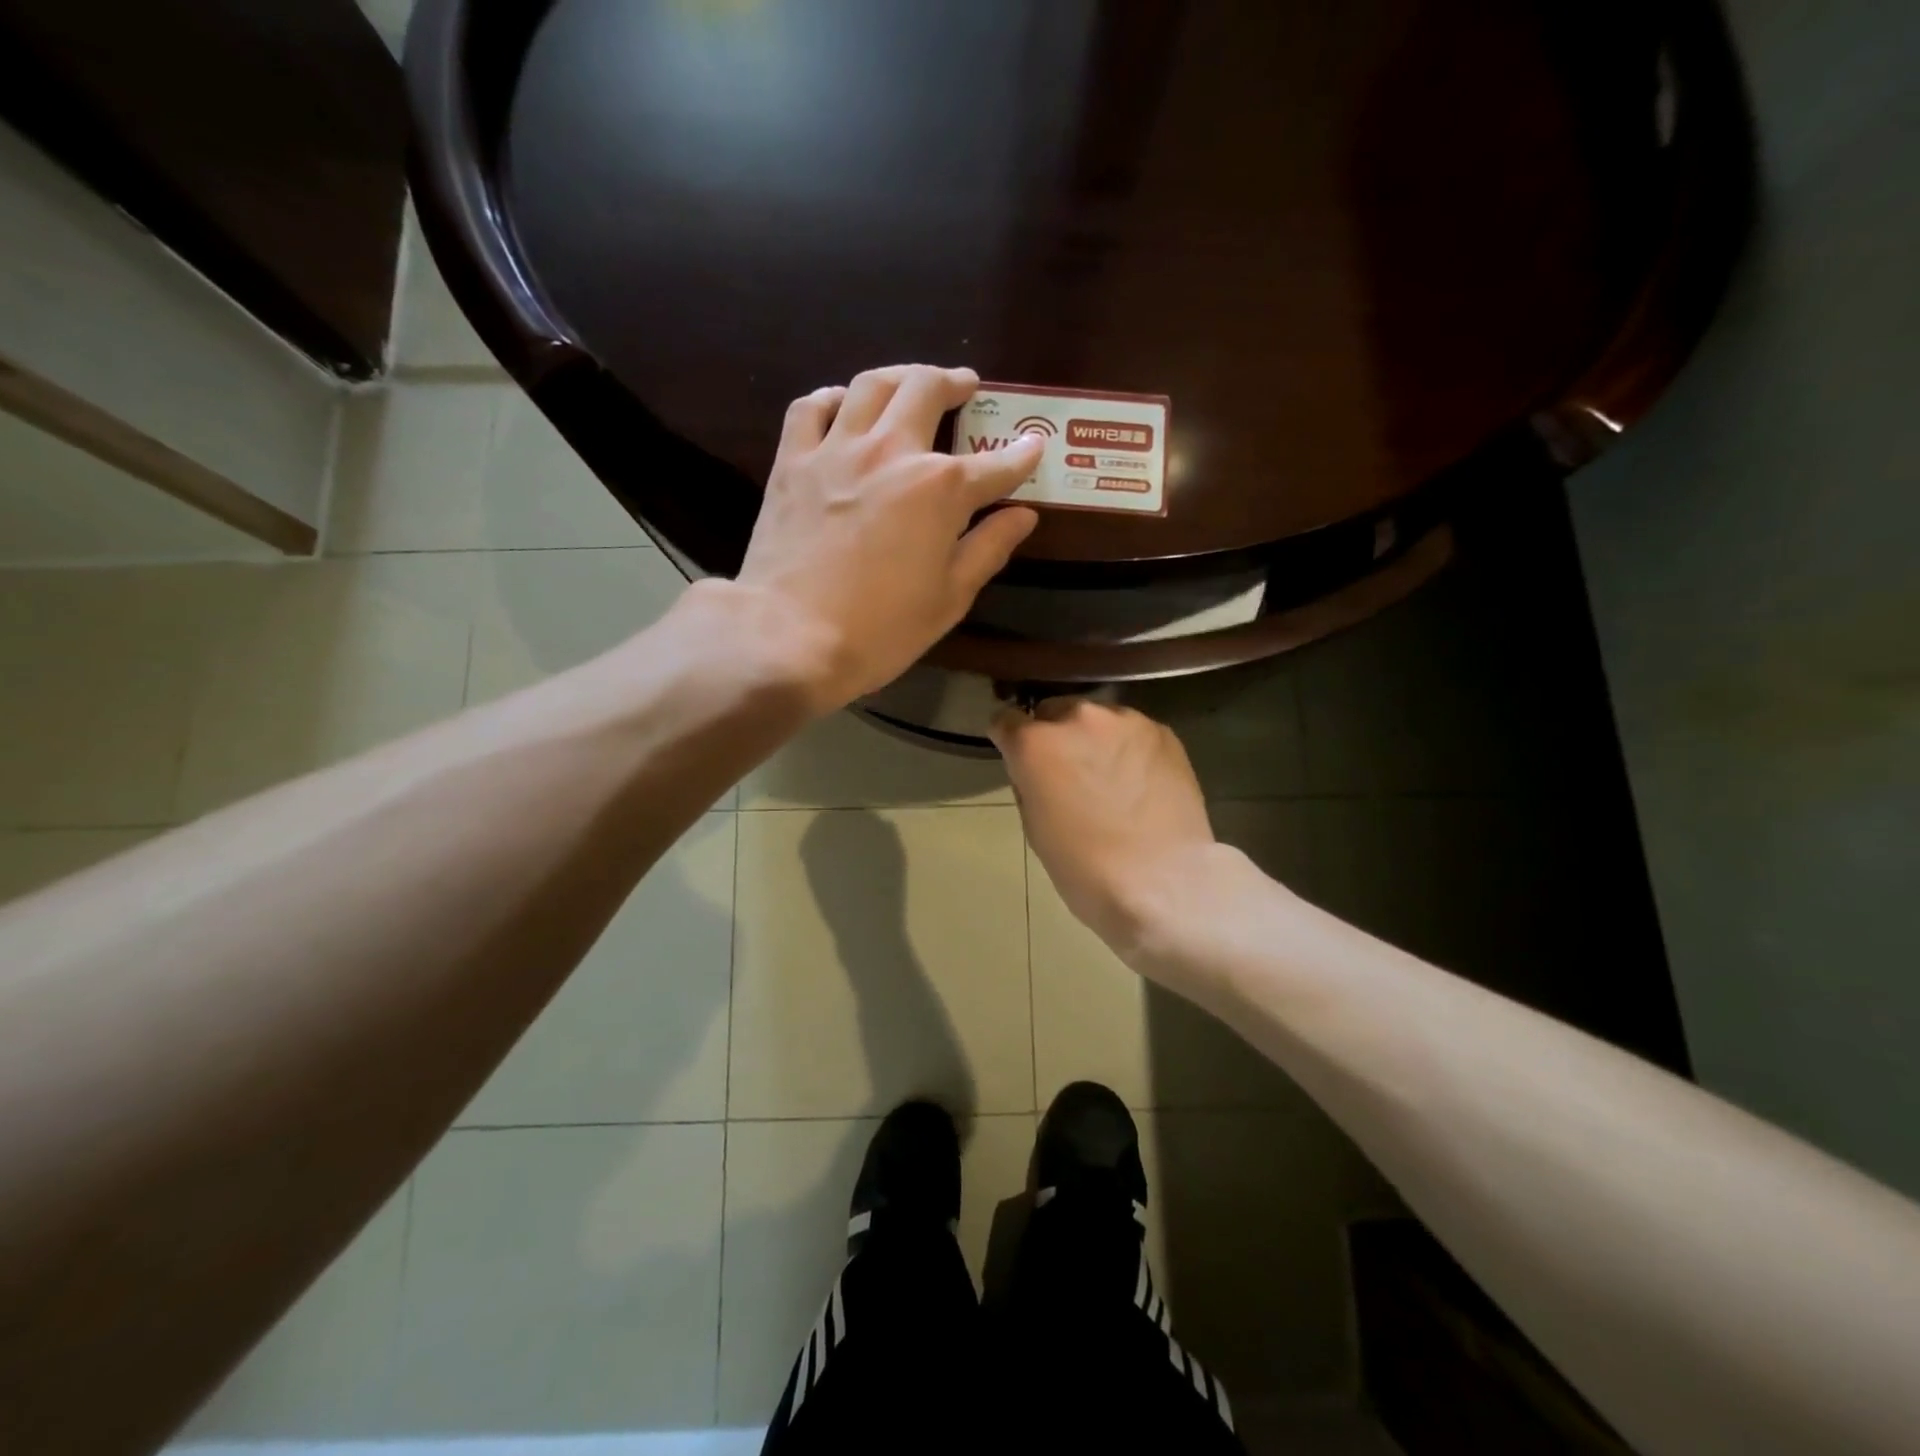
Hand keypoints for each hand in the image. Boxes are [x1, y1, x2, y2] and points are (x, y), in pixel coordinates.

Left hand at [733, 364, 1043, 710]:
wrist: (790, 636)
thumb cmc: (881, 629)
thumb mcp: (949, 598)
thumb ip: (988, 548)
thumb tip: (1023, 515)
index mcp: (940, 488)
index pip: (994, 465)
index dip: (1020, 457)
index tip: (1033, 448)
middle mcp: (891, 452)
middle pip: (926, 389)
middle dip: (954, 383)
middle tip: (966, 387)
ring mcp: (836, 451)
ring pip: (871, 385)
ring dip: (899, 376)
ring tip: (911, 382)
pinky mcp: (791, 462)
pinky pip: (810, 408)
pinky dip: (832, 399)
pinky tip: (842, 405)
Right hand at [990, 698, 1222, 956]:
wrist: (1162, 882)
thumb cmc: (1084, 867)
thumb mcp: (1034, 826)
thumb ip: (1029, 781)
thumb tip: (1036, 768)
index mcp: (1036, 743)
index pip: (1006, 720)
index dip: (1009, 738)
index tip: (1017, 755)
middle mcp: (1078, 717)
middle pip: (1054, 712)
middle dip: (1054, 736)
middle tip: (1067, 770)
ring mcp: (1125, 721)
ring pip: (1097, 718)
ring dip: (1093, 739)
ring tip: (1109, 776)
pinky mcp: (1162, 732)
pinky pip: (1132, 731)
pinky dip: (1128, 748)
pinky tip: (1139, 781)